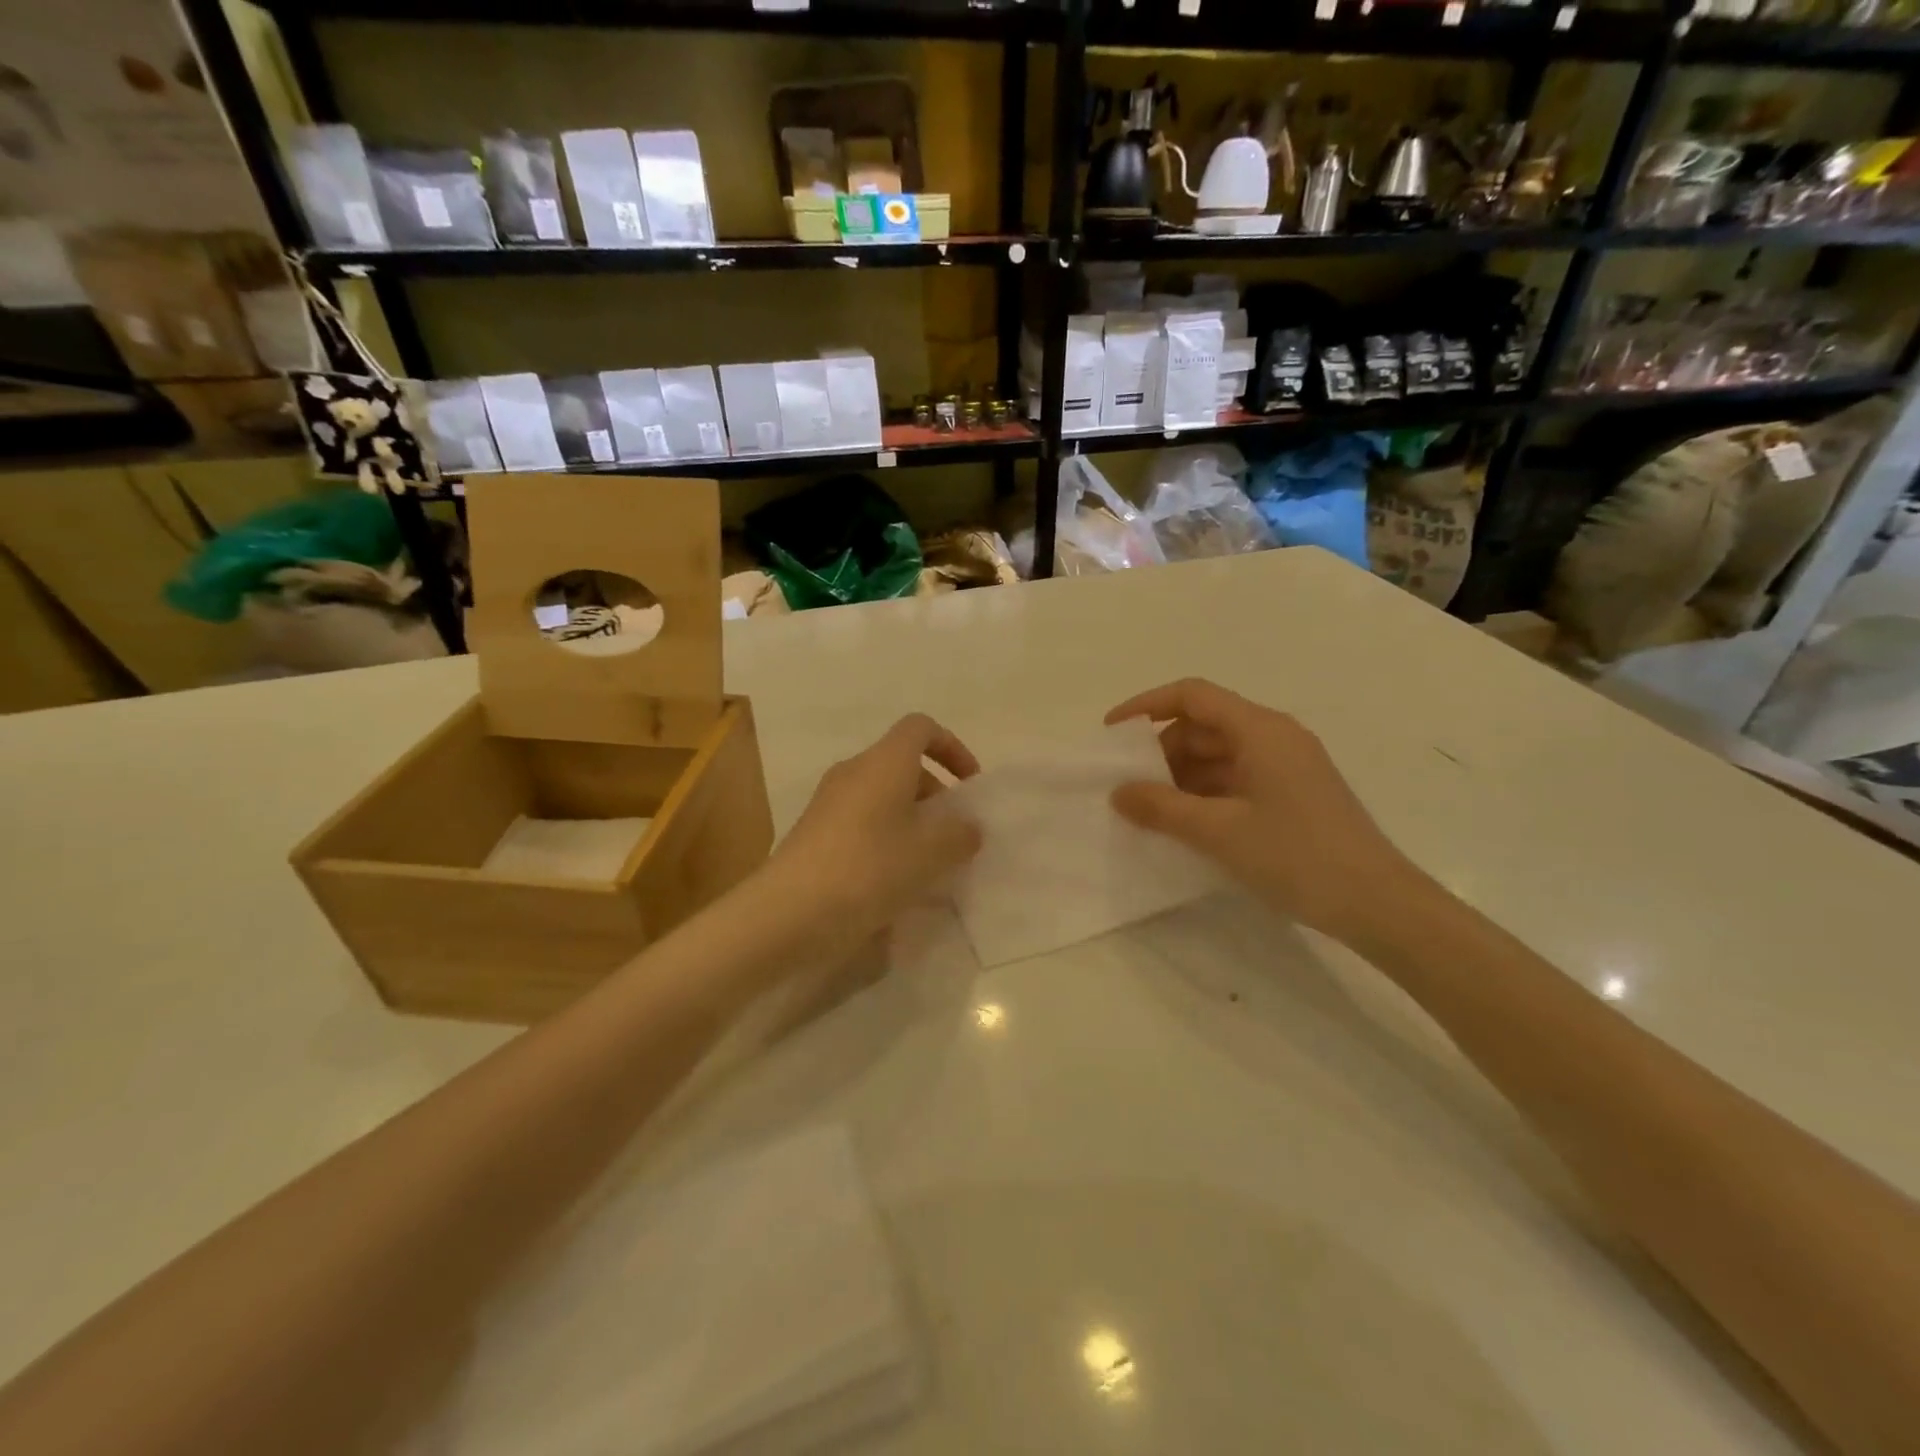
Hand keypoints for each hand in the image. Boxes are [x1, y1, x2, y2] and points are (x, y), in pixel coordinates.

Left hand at [763, 714, 983, 960]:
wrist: (790, 912)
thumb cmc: (870, 868)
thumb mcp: (930, 853)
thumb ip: (960, 834)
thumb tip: (967, 827)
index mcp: (884, 762)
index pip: (921, 728)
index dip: (952, 747)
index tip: (968, 786)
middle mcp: (854, 771)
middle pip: (903, 765)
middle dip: (935, 794)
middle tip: (954, 836)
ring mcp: (829, 802)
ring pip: (882, 797)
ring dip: (912, 821)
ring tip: (929, 864)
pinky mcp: (815, 833)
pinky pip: (862, 823)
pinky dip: (886, 840)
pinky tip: (895, 882)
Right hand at [1106, 678, 1423, 942]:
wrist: (1378, 904)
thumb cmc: (1297, 856)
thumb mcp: (1219, 832)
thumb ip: (1162, 808)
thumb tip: (1118, 792)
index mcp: (1260, 730)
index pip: (1193, 695)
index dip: (1147, 706)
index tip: (1112, 732)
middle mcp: (1275, 736)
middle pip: (1204, 725)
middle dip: (1162, 750)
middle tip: (1130, 785)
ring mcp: (1288, 766)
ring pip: (1220, 754)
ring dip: (1182, 776)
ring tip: (1151, 810)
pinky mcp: (1294, 794)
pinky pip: (1237, 779)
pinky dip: (1206, 793)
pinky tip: (1187, 824)